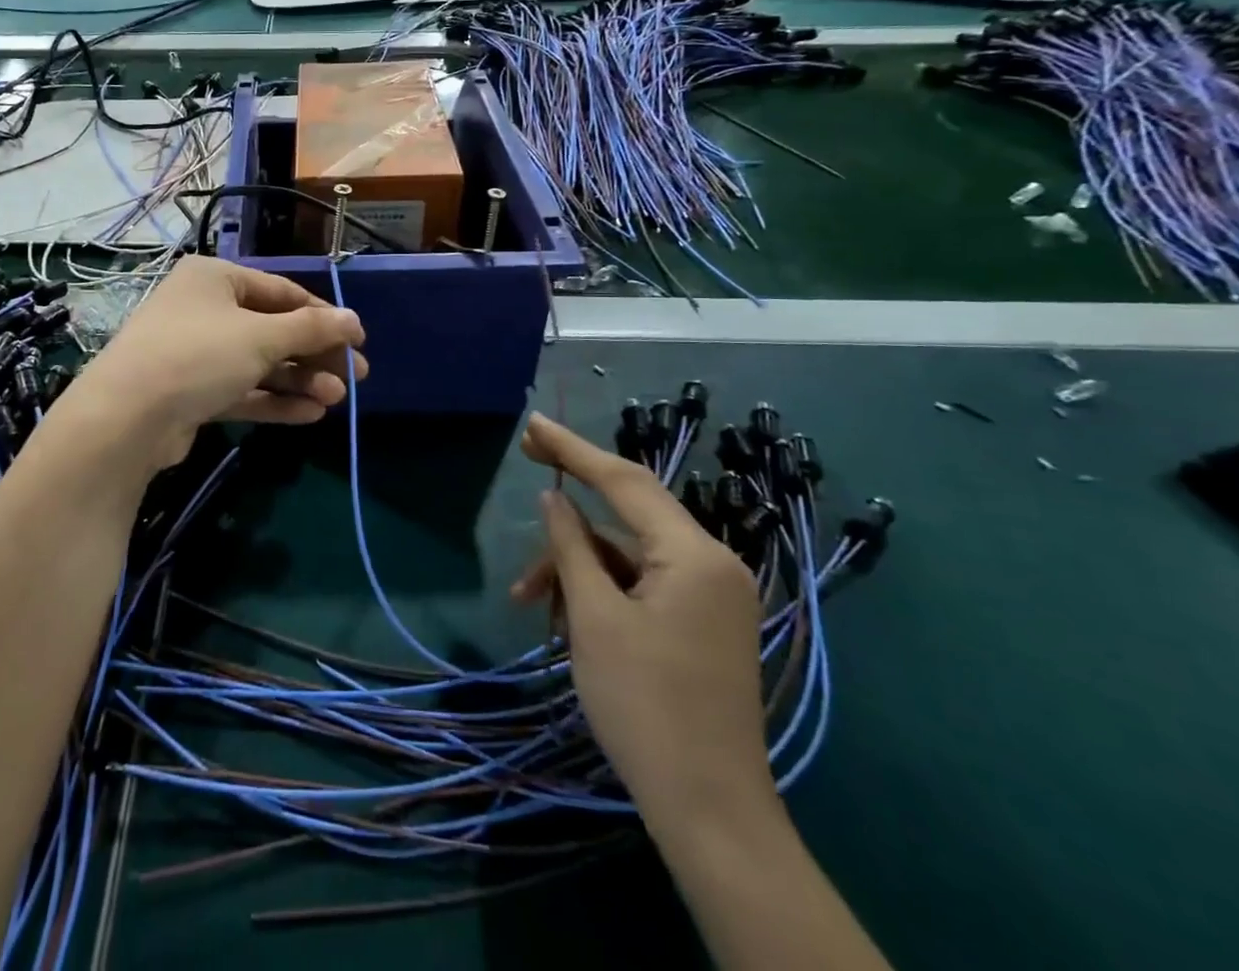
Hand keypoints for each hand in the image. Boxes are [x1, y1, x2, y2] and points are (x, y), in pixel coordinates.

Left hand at [57, 257, 366, 470]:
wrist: (126, 418)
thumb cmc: (198, 355)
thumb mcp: (261, 337)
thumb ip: (311, 329)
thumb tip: (354, 320)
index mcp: (215, 278)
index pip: (282, 291)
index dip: (323, 315)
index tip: (358, 340)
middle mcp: (204, 309)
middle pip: (272, 329)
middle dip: (314, 355)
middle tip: (355, 378)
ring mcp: (195, 352)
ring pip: (258, 363)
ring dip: (298, 380)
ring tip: (336, 400)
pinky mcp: (190, 392)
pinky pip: (241, 390)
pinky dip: (273, 400)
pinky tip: (310, 414)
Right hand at [510, 413, 773, 825]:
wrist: (710, 812)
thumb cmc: (645, 706)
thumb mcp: (594, 618)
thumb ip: (571, 546)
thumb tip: (555, 498)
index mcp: (694, 555)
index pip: (625, 481)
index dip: (574, 449)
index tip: (532, 426)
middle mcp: (711, 563)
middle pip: (626, 515)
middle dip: (571, 509)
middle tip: (527, 466)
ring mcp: (710, 595)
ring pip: (627, 554)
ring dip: (577, 566)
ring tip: (529, 600)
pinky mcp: (701, 622)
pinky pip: (642, 584)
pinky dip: (601, 591)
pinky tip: (566, 618)